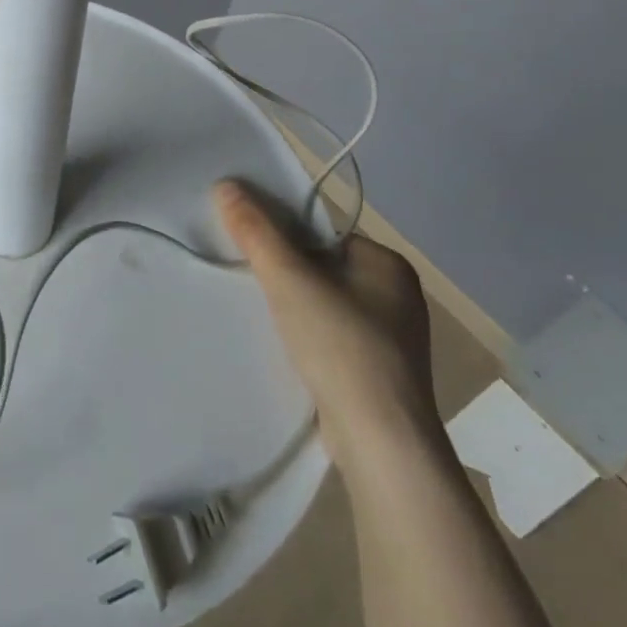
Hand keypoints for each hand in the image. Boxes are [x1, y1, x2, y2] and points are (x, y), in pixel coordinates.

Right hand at [215, 179, 442, 468]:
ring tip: (267, 321)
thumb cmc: (341, 346)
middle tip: (255, 287)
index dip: (286, 241)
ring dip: (299, 311)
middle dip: (289, 277)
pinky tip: (292, 354)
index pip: (324, 235)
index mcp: (389, 264)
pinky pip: (337, 340)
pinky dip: (313, 341)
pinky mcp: (385, 376)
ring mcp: (396, 340)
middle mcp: (400, 297)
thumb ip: (255, 231)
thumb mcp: (288, 279)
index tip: (255, 256)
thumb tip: (226, 184)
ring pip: (329, 307)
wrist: (381, 443)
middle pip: (324, 269)